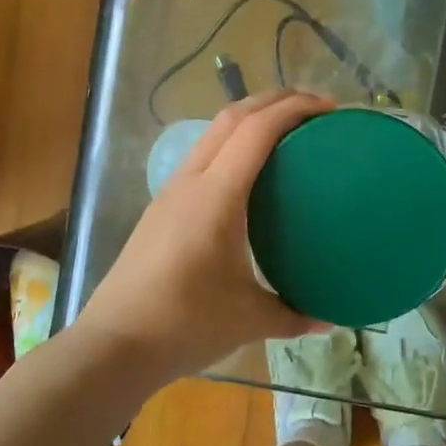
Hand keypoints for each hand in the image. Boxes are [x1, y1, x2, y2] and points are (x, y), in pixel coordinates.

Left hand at [78, 91, 334, 381]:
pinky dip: (231, 147)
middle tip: (315, 109)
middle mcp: (190, 182)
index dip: (294, 108)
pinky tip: (250, 177)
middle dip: (274, 100)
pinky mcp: (161, 209)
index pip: (256, 131)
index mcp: (216, 197)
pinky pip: (202, 159)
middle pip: (231, 117)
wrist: (114, 344)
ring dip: (249, 120)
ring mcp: (170, 193)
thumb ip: (294, 314)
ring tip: (286, 133)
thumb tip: (331, 318)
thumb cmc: (184, 325)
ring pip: (212, 135)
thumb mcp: (250, 319)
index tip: (330, 108)